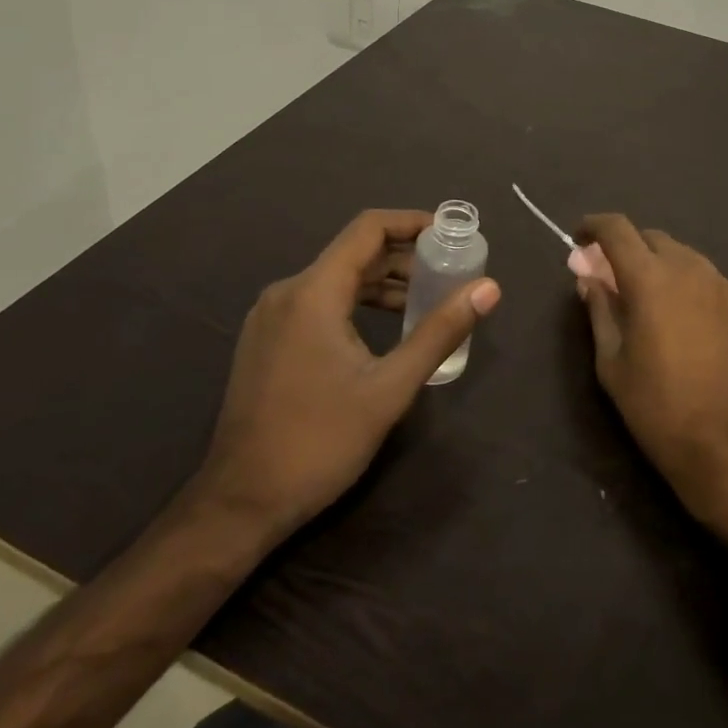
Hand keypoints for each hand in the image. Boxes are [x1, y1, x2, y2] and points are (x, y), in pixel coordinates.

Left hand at [194, 209, 500, 537]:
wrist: (239, 504)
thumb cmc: (319, 443)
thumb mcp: (389, 388)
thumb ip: (439, 332)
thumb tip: (488, 288)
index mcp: (313, 292)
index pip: (368, 229)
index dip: (412, 222)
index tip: (450, 233)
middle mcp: (287, 292)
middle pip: (353, 252)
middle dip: (404, 256)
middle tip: (449, 271)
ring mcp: (271, 317)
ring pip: (336, 279)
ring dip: (382, 282)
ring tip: (427, 300)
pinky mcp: (266, 340)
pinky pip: (318, 302)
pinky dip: (356, 302)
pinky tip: (384, 328)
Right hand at [574, 215, 727, 523]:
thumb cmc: (658, 407)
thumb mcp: (612, 362)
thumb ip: (600, 310)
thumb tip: (589, 279)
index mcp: (650, 278)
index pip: (617, 229)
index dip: (594, 225)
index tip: (579, 239)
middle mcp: (688, 268)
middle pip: (649, 236)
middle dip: (624, 247)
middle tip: (607, 276)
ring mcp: (718, 283)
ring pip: (678, 253)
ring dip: (654, 261)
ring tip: (640, 295)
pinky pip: (700, 274)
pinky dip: (679, 278)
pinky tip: (673, 312)